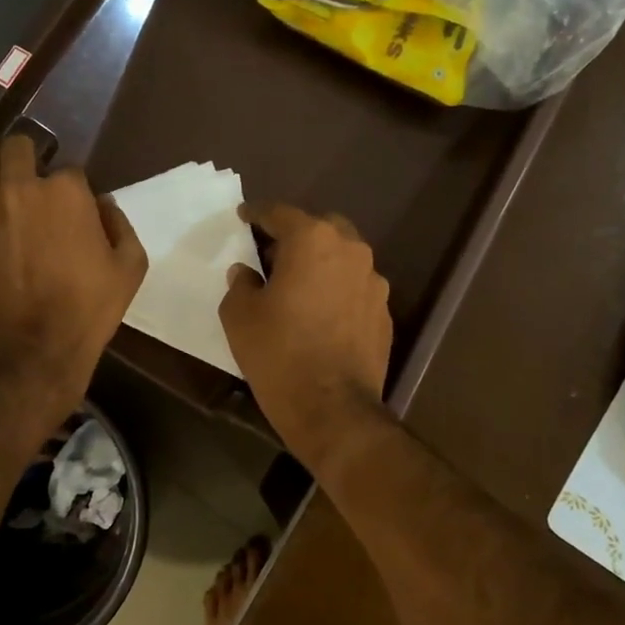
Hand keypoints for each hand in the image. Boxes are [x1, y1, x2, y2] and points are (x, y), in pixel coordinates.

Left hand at [0, 135, 146, 428]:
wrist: (26, 355)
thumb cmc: (85, 314)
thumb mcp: (128, 271)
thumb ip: (120, 226)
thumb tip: (102, 204)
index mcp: (67, 193)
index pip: (68, 168)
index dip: (68, 190)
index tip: (66, 210)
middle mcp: (19, 186)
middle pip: (18, 146)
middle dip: (26, 162)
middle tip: (26, 190)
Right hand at [219, 202, 392, 474]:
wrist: (333, 409)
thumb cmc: (279, 353)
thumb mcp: (240, 316)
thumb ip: (241, 284)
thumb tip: (247, 273)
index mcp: (313, 241)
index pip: (281, 214)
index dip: (258, 214)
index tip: (244, 217)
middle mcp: (350, 251)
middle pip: (321, 228)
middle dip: (297, 235)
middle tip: (273, 255)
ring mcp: (374, 282)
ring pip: (344, 258)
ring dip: (321, 263)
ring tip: (299, 286)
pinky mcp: (385, 312)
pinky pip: (356, 288)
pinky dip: (338, 290)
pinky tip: (322, 314)